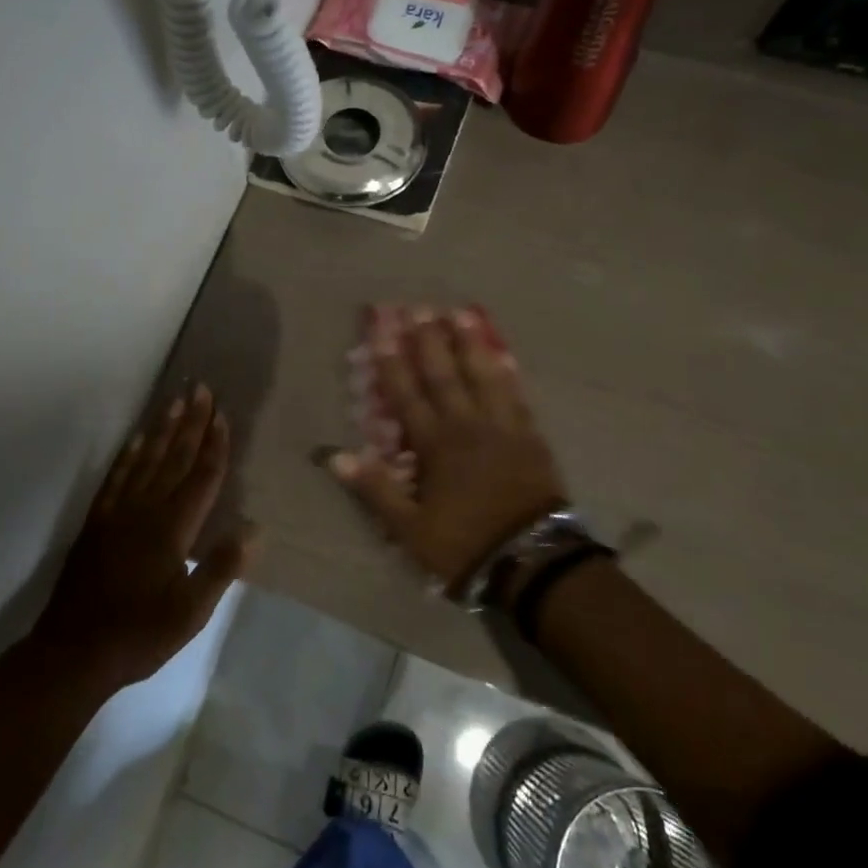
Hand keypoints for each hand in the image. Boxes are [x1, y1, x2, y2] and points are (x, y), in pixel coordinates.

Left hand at [35, 384, 254, 691]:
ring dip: (162, 429)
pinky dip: (127, 455)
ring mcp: (118, 513)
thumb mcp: (191, 612)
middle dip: (191, 423)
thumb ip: (220, 568)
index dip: (214, 446)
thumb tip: (253, 529)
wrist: (74, 652)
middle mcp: (146, 510)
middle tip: (202, 389)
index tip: (222, 415)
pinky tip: (135, 440)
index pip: (200, 478)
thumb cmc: (140, 633)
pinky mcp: (97, 523)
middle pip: (174, 458)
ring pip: (145, 460)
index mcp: (173, 529)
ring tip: (175, 401)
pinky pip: (115, 478)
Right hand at [329, 308, 566, 594]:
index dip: (392, 362)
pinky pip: (515, 395)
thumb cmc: (464, 543)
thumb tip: (336, 456)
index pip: (406, 395)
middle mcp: (466, 426)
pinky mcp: (529, 436)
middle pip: (444, 375)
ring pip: (482, 376)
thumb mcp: (409, 527)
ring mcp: (502, 427)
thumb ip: (375, 488)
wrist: (531, 560)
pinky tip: (503, 354)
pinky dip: (506, 373)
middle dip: (428, 341)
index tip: (382, 331)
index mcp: (435, 445)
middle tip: (420, 308)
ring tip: (461, 315)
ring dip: (469, 344)